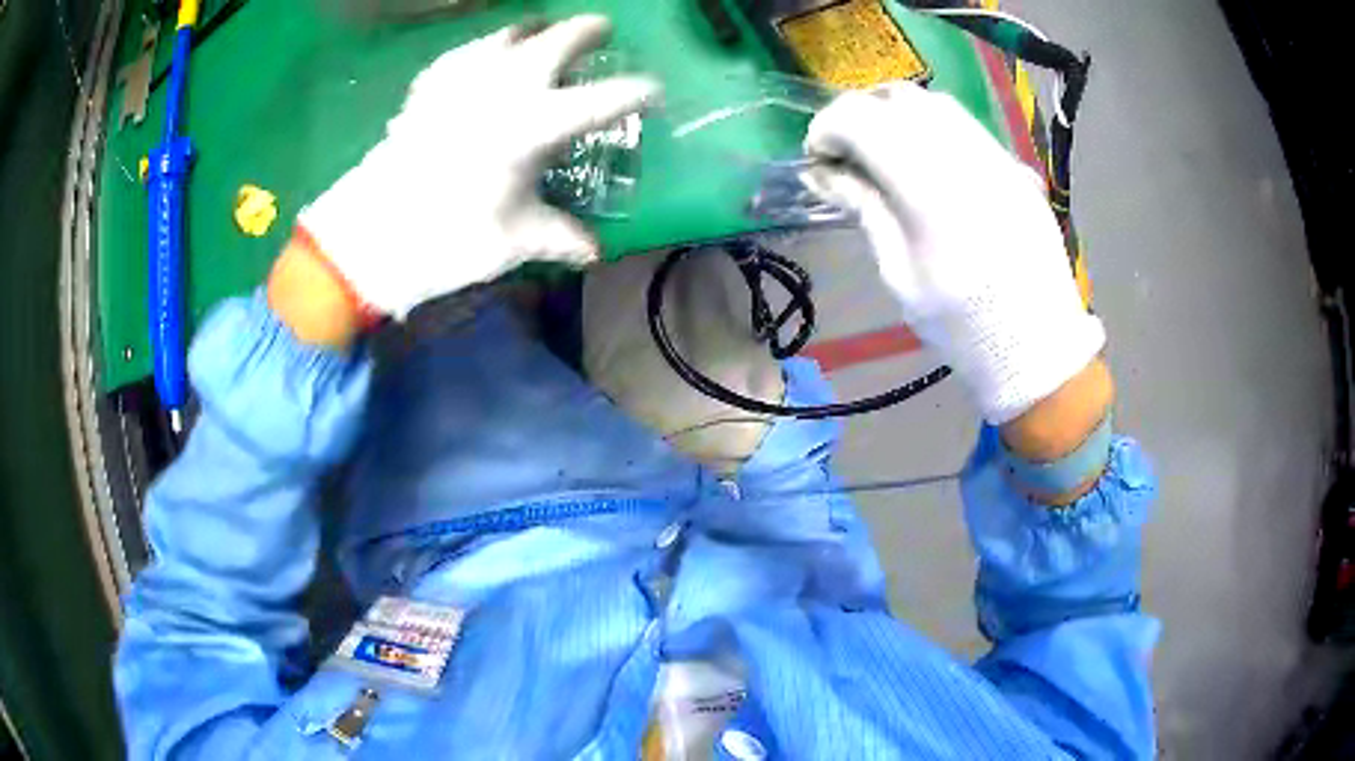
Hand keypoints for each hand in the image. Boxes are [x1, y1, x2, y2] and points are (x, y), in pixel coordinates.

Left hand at [295, 15, 660, 319]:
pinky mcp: (429, 85)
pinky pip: (465, 51)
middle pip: (560, 40)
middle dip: (588, 31)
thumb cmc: (448, 238)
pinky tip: (483, 57)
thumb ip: (559, 236)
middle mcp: (507, 86)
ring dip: (534, 29)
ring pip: (509, 33)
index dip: (637, 92)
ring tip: (542, 32)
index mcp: (538, 124)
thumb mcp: (514, 240)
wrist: (369, 233)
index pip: (606, 98)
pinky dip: (483, 49)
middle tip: (601, 31)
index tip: (653, 93)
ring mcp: (465, 78)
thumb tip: (593, 252)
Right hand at [804, 82, 1104, 424]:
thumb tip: (820, 171)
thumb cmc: (962, 325)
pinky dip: (932, 127)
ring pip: (935, 102)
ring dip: (896, 115)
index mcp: (931, 192)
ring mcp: (998, 158)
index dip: (828, 127)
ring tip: (883, 151)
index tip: (817, 157)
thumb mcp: (900, 276)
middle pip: (898, 99)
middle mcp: (966, 158)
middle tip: (846, 153)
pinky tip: (926, 161)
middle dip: (858, 115)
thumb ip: (864, 209)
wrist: (1039, 345)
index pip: (864, 120)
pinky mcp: (1015, 166)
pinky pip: (965, 125)